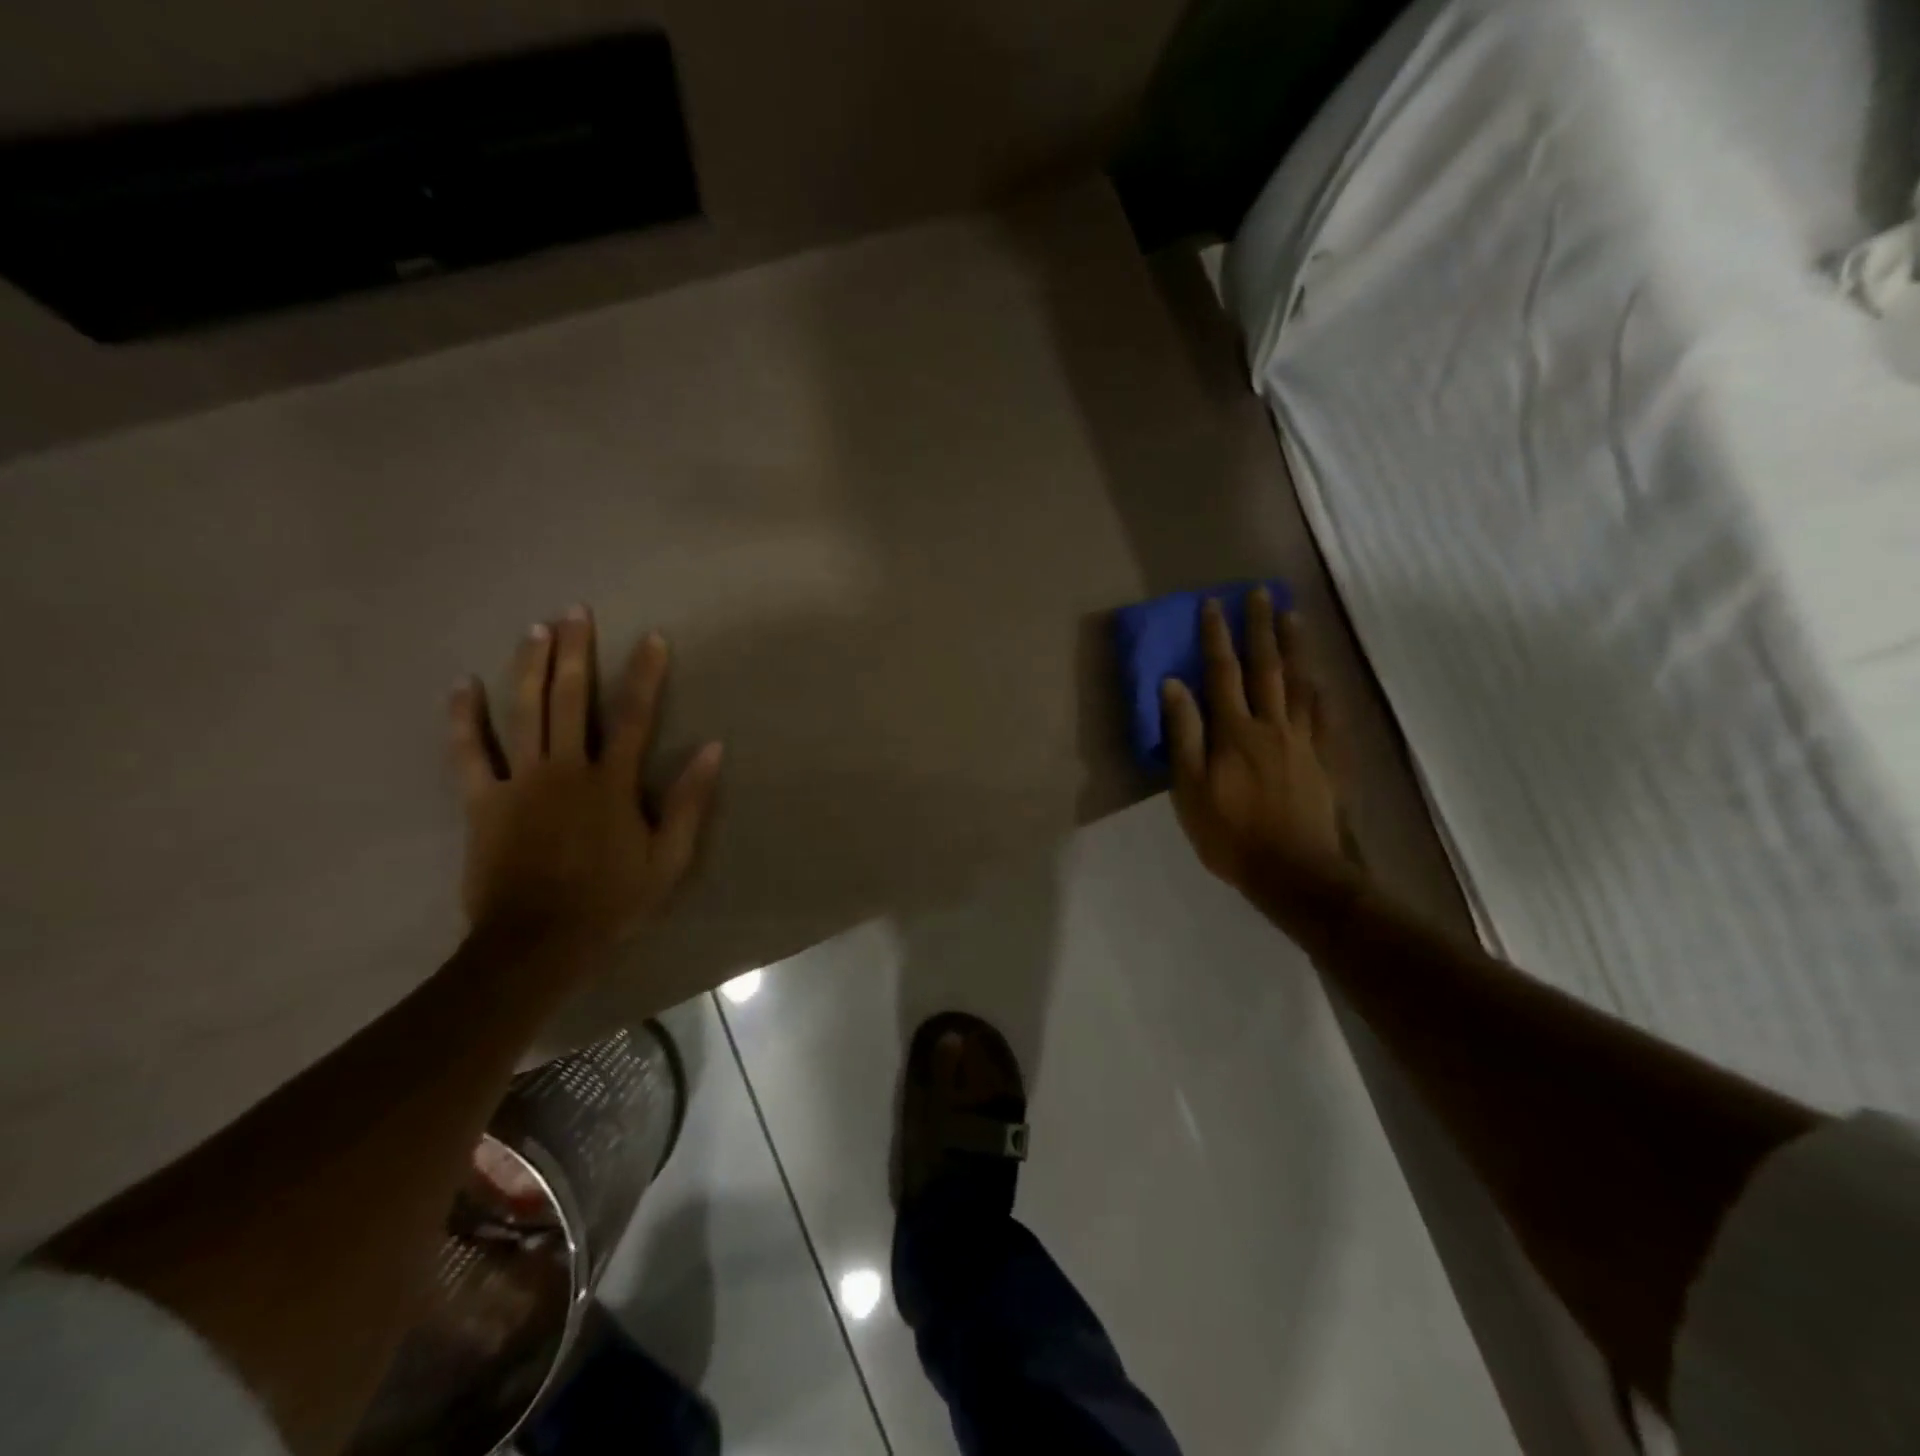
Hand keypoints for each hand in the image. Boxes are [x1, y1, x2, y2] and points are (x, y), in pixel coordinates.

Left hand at [449, 606, 721, 953]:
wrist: (537, 942)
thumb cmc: (612, 901)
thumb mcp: (669, 858)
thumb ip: (690, 802)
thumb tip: (713, 748)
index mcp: (612, 782)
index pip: (635, 715)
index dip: (646, 674)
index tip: (653, 638)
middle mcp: (567, 768)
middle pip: (572, 698)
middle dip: (575, 651)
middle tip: (574, 612)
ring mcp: (521, 781)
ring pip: (524, 711)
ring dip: (529, 667)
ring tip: (534, 629)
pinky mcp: (483, 800)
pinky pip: (469, 752)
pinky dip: (463, 718)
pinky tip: (462, 685)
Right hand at [1162, 591, 1356, 915]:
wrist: (1293, 872)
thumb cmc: (1230, 833)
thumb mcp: (1190, 788)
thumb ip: (1183, 734)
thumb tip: (1173, 685)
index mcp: (1234, 731)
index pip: (1222, 673)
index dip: (1217, 637)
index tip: (1214, 604)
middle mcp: (1271, 725)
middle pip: (1267, 668)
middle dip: (1261, 628)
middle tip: (1263, 593)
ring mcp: (1303, 741)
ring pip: (1300, 684)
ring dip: (1295, 648)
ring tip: (1293, 617)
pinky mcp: (1325, 760)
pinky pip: (1326, 716)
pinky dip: (1322, 692)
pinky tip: (1321, 678)